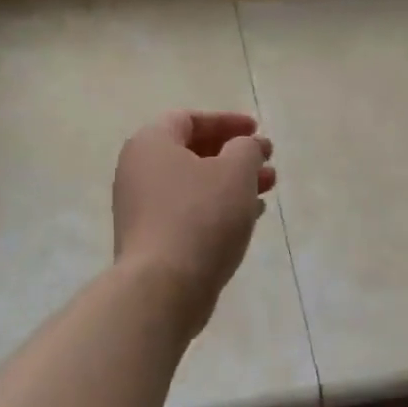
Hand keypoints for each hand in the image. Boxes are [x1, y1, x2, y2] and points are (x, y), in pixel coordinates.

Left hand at [113, 111, 275, 330]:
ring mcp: (142, 208)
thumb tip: (247, 146)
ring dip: (232, 182)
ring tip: (268, 189)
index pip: (189, 119)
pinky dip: (218, 207)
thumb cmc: (200, 217)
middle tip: (267, 162)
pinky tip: (250, 217)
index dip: (227, 121)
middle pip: (192, 151)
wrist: (163, 288)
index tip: (258, 130)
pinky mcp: (152, 239)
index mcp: (151, 144)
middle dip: (235, 154)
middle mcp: (139, 171)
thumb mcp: (235, 172)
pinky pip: (189, 211)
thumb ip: (247, 148)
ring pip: (194, 184)